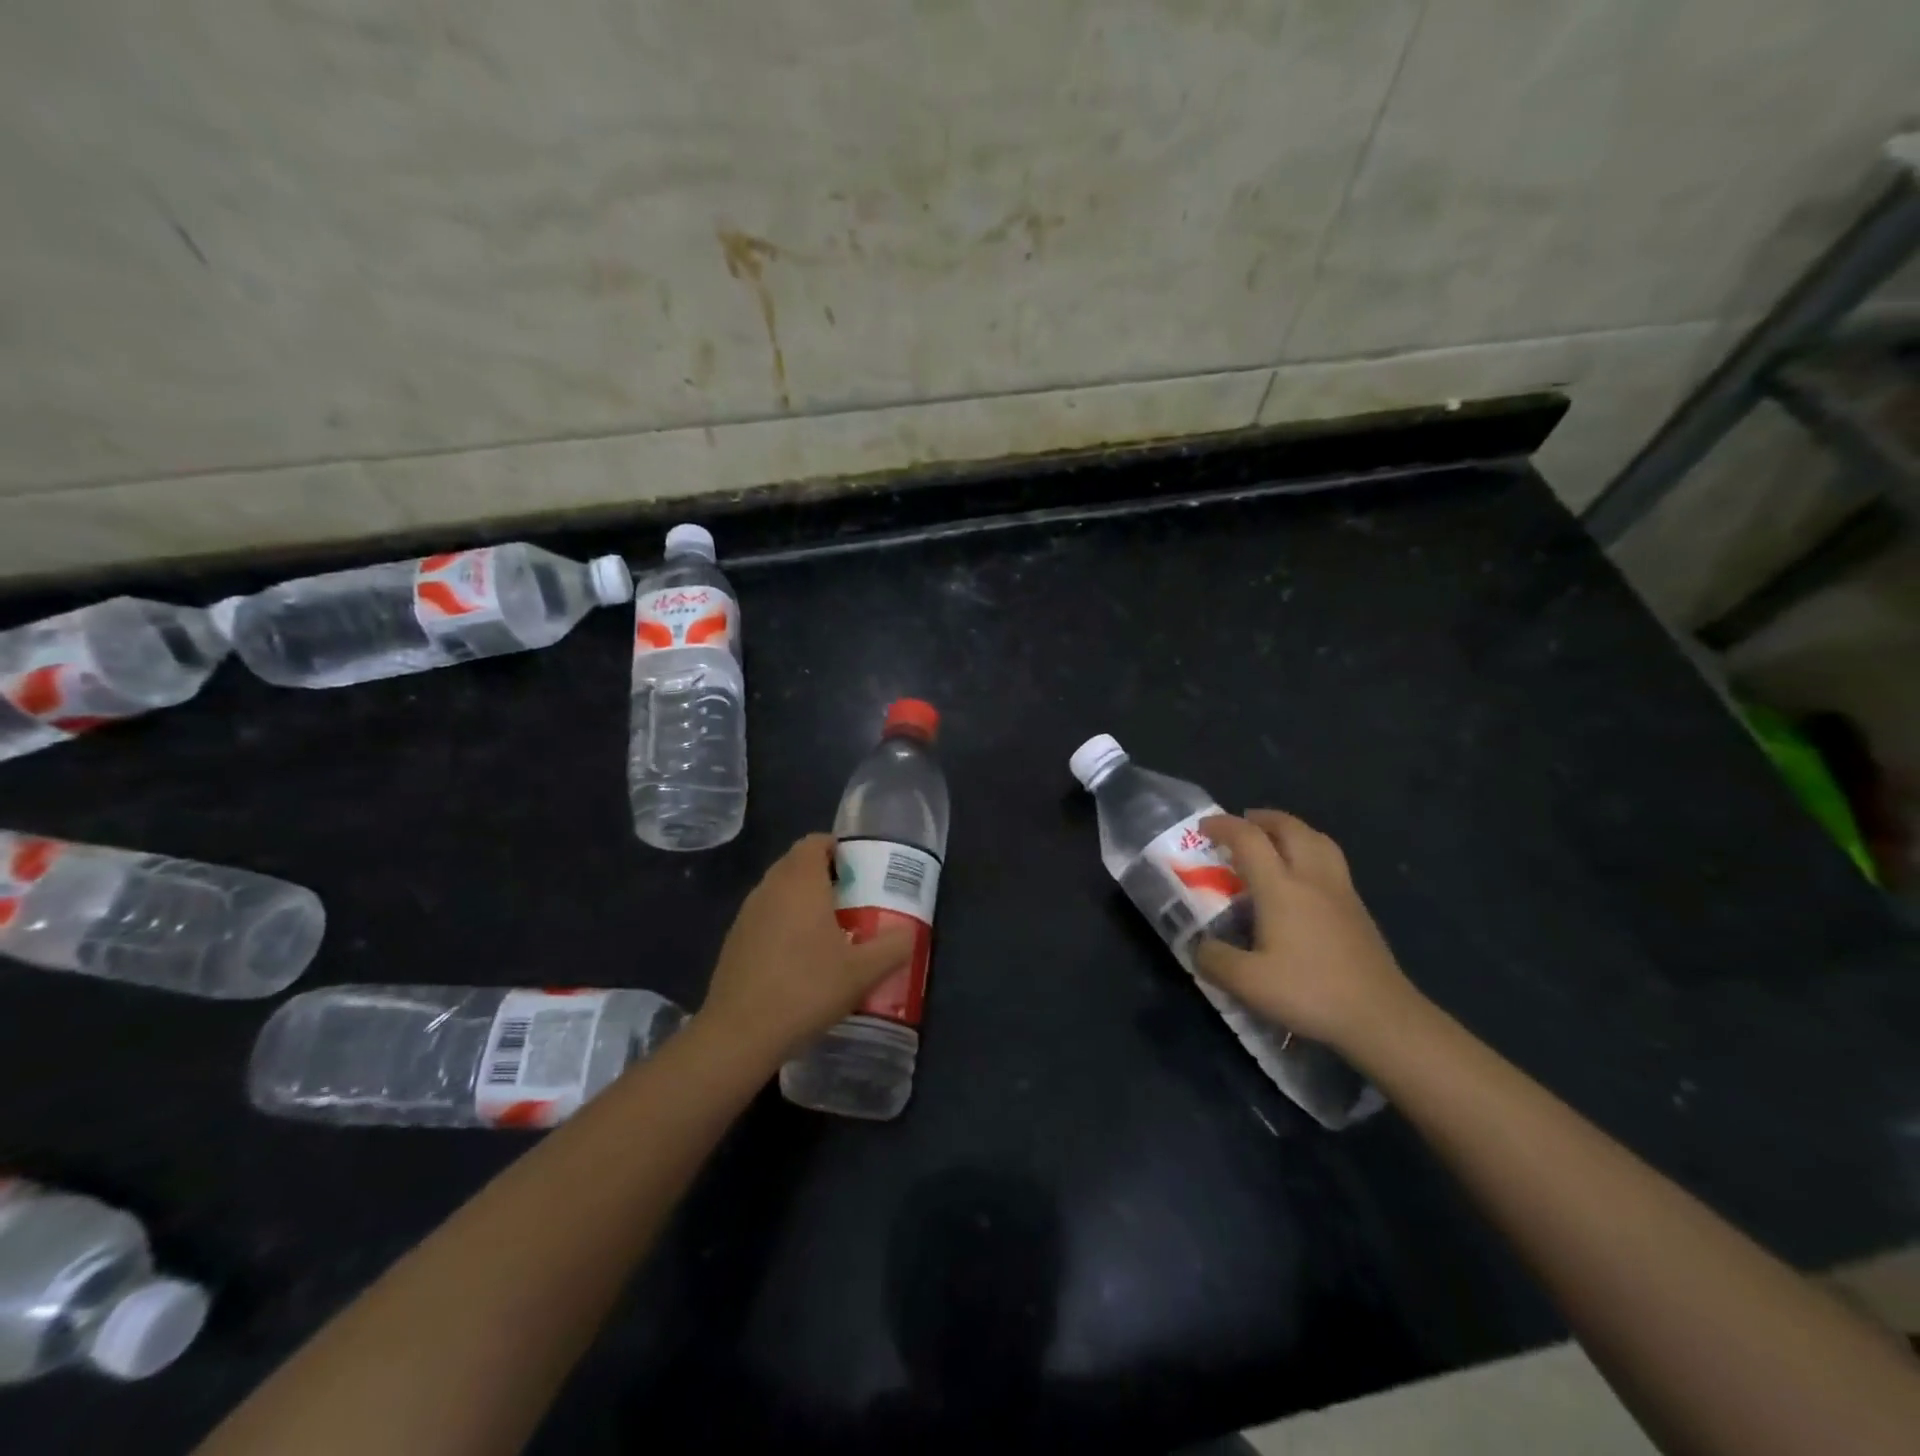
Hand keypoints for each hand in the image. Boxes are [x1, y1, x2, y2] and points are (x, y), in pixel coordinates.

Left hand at [698, 835, 914, 1065]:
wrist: (739, 1034)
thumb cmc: (806, 990)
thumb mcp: (863, 972)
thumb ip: (893, 946)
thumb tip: (910, 932)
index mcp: (800, 882)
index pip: (815, 842)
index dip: (838, 849)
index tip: (861, 870)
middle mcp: (770, 888)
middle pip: (797, 863)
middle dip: (825, 874)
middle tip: (854, 900)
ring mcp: (747, 914)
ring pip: (780, 891)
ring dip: (803, 900)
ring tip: (831, 930)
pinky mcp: (734, 941)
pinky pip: (766, 916)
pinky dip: (784, 923)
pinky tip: (800, 959)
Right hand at [1193, 811, 1419, 1052]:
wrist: (1382, 1017)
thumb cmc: (1311, 992)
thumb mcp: (1247, 983)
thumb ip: (1214, 959)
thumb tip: (1200, 946)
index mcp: (1281, 887)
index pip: (1249, 839)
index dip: (1223, 826)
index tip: (1203, 828)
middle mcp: (1312, 878)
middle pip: (1289, 828)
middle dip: (1262, 818)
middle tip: (1242, 825)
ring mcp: (1341, 891)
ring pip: (1318, 840)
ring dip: (1292, 830)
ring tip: (1275, 840)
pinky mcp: (1358, 910)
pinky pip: (1331, 861)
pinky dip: (1311, 852)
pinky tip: (1303, 879)